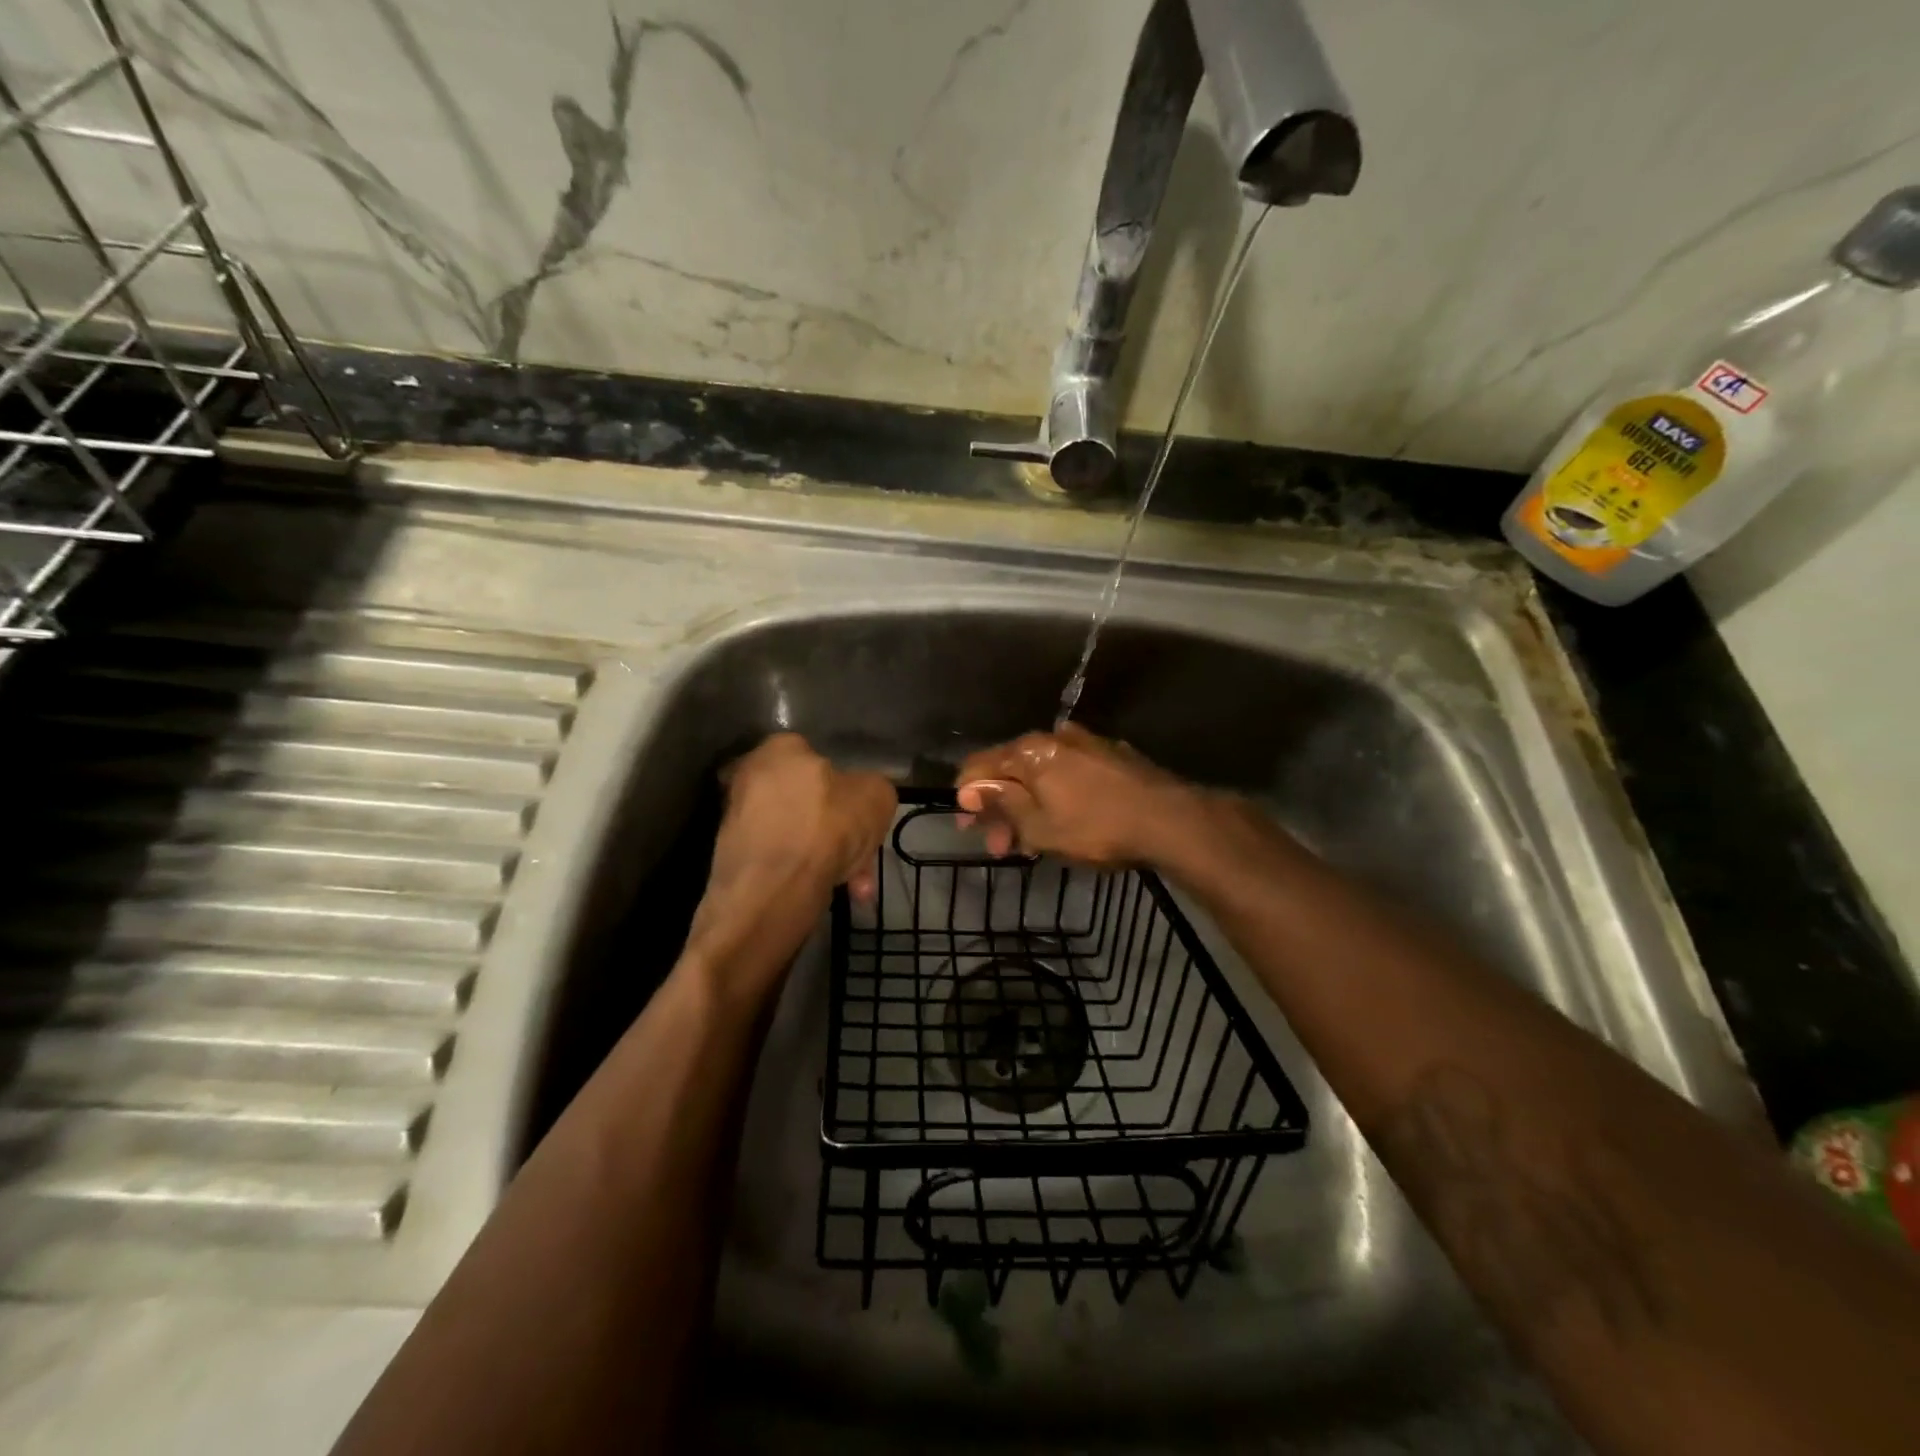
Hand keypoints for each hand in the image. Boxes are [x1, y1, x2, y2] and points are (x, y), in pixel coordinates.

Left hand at [688, 734, 895, 999]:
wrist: (775, 887)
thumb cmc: (828, 826)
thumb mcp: (877, 795)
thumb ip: (871, 789)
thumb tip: (861, 798)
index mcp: (780, 747)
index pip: (816, 758)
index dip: (844, 789)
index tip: (860, 816)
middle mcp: (749, 775)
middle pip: (807, 803)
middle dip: (838, 833)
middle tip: (860, 858)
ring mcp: (735, 817)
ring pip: (796, 835)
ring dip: (825, 858)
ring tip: (852, 885)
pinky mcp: (729, 855)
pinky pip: (779, 859)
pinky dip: (801, 873)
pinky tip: (826, 891)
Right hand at [954, 723, 1204, 865]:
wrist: (1169, 819)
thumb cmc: (1096, 828)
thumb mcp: (1040, 827)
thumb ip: (1002, 804)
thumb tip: (969, 789)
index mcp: (1029, 751)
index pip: (979, 765)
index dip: (967, 796)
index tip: (968, 826)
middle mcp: (1054, 737)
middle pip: (1011, 769)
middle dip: (1000, 807)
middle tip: (999, 845)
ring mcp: (1086, 742)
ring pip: (1042, 772)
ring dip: (1028, 804)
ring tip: (1031, 841)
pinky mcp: (1111, 755)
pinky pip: (1069, 772)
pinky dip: (1056, 794)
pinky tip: (1064, 820)